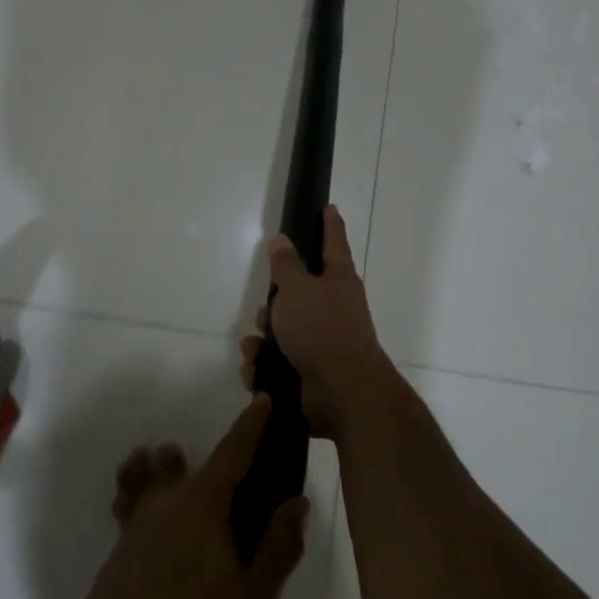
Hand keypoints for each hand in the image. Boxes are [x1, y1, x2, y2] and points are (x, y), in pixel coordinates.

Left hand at [59, 397, 308, 598]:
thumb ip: (278, 548)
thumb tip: (296, 501)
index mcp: (201, 506)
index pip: (233, 452)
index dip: (251, 426)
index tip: (263, 399)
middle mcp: (164, 505)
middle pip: (190, 467)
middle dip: (215, 464)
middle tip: (241, 483)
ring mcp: (133, 529)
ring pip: (154, 484)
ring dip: (170, 476)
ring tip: (189, 492)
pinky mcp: (115, 557)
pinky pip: (136, 511)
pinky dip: (149, 504)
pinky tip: (161, 537)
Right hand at [239, 204, 389, 439]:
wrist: (342, 391)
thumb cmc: (321, 329)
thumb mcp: (297, 289)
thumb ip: (286, 265)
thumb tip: (282, 240)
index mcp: (338, 279)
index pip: (333, 242)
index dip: (329, 224)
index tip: (327, 207)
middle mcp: (335, 306)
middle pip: (299, 292)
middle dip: (275, 302)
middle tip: (267, 311)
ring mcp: (325, 340)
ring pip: (285, 328)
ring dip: (265, 338)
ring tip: (257, 348)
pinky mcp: (313, 369)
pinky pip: (280, 360)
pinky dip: (266, 365)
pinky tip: (257, 371)